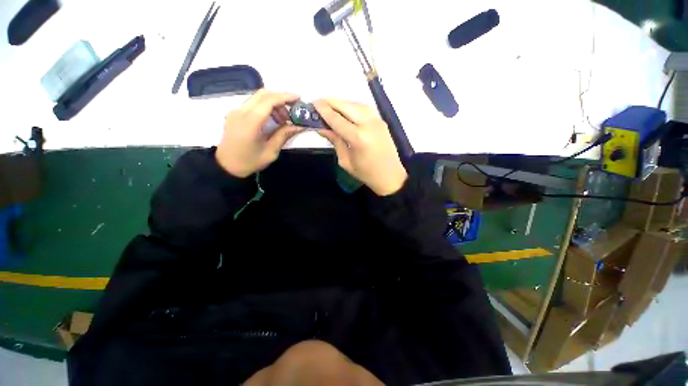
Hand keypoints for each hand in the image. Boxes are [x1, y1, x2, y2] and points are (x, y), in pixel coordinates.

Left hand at [216, 90, 302, 177]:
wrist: (226, 166)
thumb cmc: (250, 161)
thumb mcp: (271, 151)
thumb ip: (284, 135)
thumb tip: (299, 126)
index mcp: (250, 122)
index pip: (269, 101)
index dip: (285, 97)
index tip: (299, 98)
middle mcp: (241, 112)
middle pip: (263, 94)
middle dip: (281, 98)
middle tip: (293, 109)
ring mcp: (236, 111)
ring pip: (257, 97)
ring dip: (273, 103)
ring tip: (284, 119)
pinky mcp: (235, 114)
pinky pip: (252, 104)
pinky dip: (265, 107)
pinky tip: (273, 119)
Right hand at [314, 99, 406, 195]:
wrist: (390, 176)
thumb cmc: (366, 173)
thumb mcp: (346, 161)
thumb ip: (335, 141)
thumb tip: (322, 128)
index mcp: (358, 138)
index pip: (337, 119)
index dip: (324, 110)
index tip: (314, 103)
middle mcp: (369, 125)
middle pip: (347, 106)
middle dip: (332, 102)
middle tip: (319, 102)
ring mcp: (377, 121)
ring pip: (357, 104)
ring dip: (343, 103)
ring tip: (331, 105)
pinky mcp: (381, 121)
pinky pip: (365, 108)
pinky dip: (353, 106)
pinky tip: (346, 110)